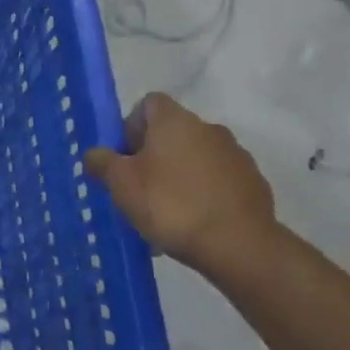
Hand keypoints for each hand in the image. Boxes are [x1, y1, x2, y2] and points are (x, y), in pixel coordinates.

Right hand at [84, 94, 277, 274]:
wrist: (238, 245)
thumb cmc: (170, 205)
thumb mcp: (120, 183)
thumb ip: (101, 162)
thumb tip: (96, 154)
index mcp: (175, 121)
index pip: (148, 104)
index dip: (130, 126)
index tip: (124, 156)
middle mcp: (209, 129)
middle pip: (172, 133)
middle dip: (153, 156)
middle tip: (138, 187)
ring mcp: (236, 156)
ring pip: (195, 158)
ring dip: (178, 175)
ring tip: (166, 212)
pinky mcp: (254, 183)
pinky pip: (217, 181)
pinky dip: (203, 193)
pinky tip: (193, 222)